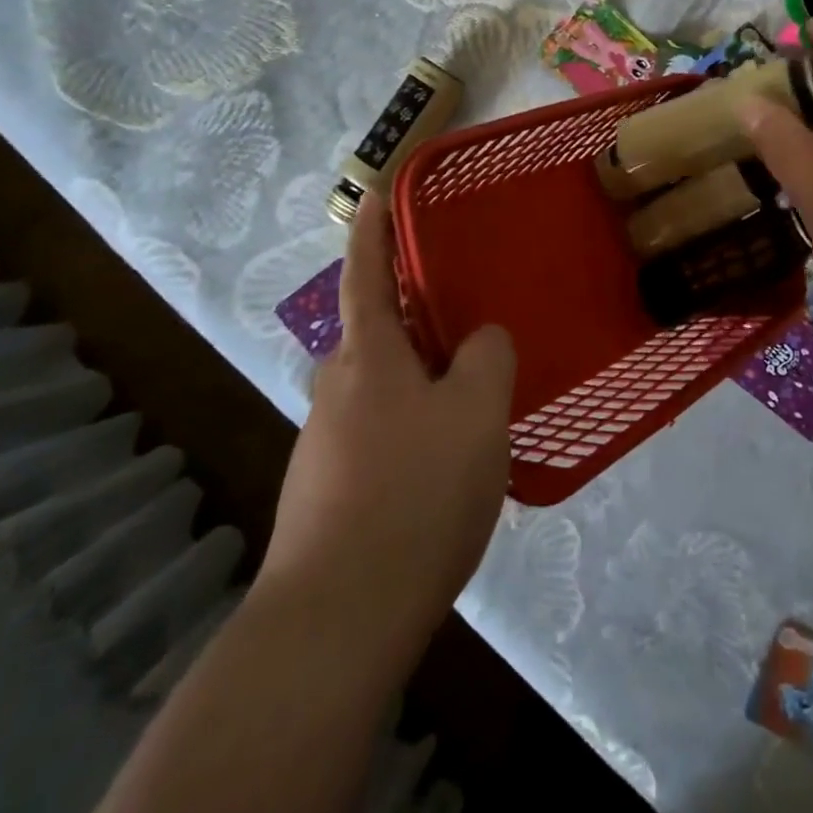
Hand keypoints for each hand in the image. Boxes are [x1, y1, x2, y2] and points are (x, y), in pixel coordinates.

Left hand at [262, 194, 514, 667]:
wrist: (337, 621)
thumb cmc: (413, 493)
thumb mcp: (475, 413)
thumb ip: (486, 359)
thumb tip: (480, 341)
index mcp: (368, 355)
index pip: (367, 271)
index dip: (373, 228)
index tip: (375, 191)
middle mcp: (337, 388)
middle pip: (378, 334)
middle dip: (414, 318)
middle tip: (467, 318)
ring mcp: (326, 443)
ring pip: (384, 390)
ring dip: (421, 382)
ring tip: (474, 401)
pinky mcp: (328, 492)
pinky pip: (381, 436)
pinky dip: (414, 430)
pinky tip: (447, 467)